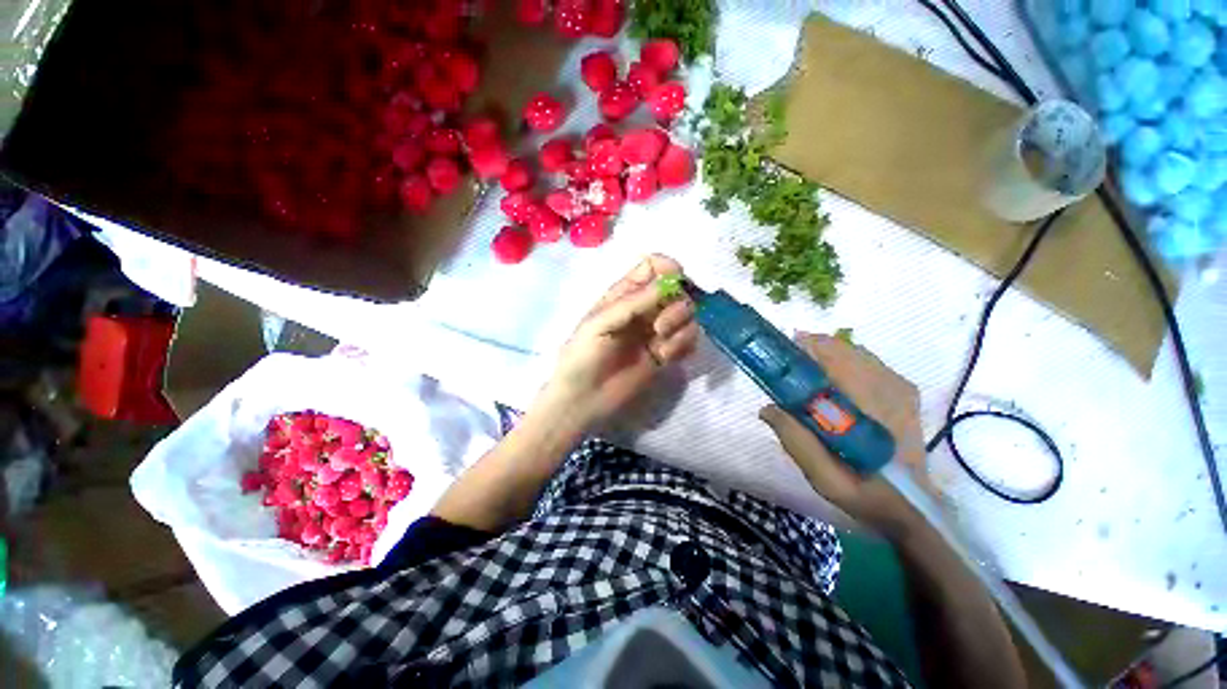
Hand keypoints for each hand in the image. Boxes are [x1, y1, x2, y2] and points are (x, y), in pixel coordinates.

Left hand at [539, 254, 698, 429]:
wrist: (583, 399)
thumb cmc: (582, 356)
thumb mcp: (599, 323)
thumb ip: (632, 302)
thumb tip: (669, 282)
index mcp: (624, 295)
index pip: (654, 267)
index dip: (668, 268)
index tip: (676, 281)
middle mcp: (644, 309)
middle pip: (677, 290)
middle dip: (677, 304)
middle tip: (659, 327)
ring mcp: (656, 332)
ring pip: (687, 315)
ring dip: (680, 326)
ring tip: (660, 344)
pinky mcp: (666, 354)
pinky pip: (689, 340)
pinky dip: (682, 345)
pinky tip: (664, 357)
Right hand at [759, 333, 928, 540]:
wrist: (912, 508)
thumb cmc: (866, 494)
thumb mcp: (824, 477)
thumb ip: (795, 440)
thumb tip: (766, 408)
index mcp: (874, 407)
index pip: (838, 358)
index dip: (806, 349)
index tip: (781, 358)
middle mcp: (891, 388)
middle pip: (845, 348)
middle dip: (812, 350)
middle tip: (787, 368)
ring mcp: (901, 388)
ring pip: (855, 352)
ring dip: (827, 356)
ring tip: (804, 374)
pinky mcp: (904, 392)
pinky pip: (868, 363)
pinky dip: (844, 363)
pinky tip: (831, 383)